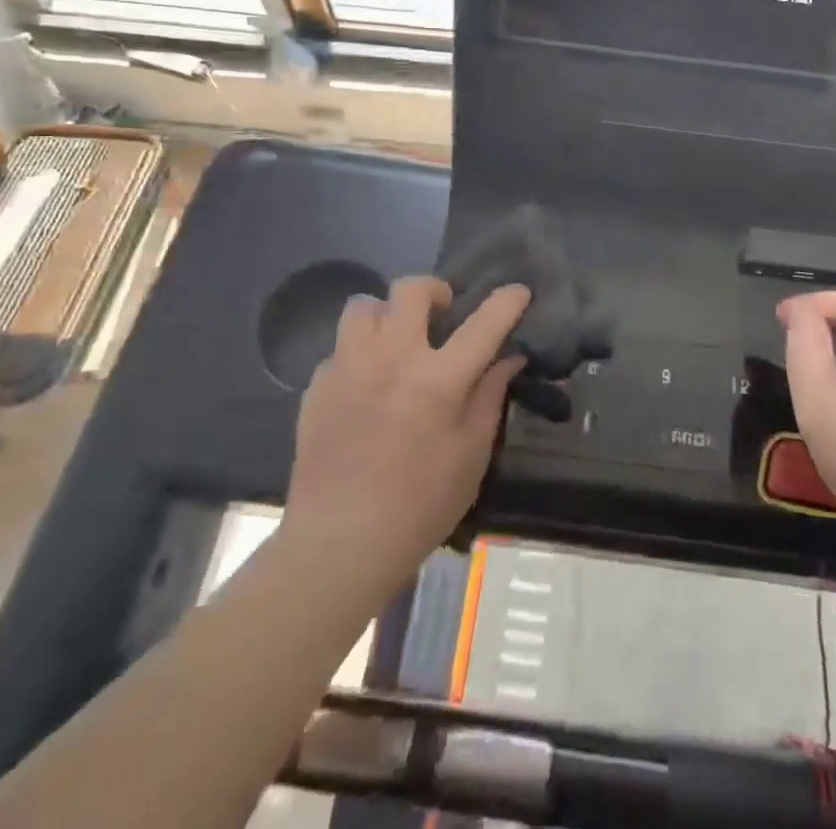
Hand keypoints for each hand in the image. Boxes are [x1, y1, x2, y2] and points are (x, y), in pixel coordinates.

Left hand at [279, 277, 527, 602]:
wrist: (338, 545)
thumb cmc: (419, 506)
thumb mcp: (471, 455)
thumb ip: (489, 397)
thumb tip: (508, 358)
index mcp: (438, 379)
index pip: (483, 324)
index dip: (506, 301)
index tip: (518, 291)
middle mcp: (391, 359)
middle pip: (411, 290)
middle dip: (434, 291)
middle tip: (442, 315)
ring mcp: (348, 368)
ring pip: (365, 307)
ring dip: (387, 315)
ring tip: (395, 342)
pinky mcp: (317, 386)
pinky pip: (340, 348)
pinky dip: (358, 355)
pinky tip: (364, 386)